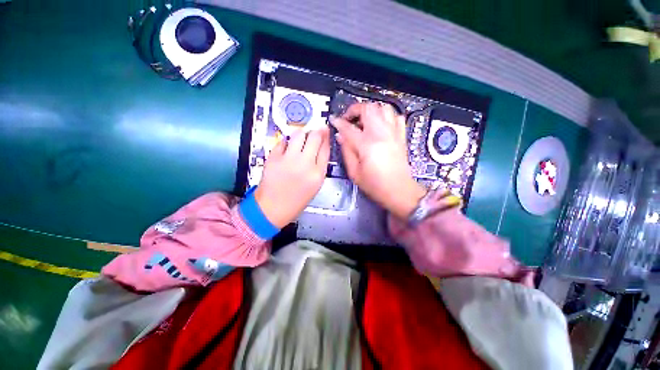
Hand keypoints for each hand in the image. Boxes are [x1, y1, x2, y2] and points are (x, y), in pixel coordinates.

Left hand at [255, 127, 329, 227]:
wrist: (273, 209)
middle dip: (316, 131)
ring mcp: (289, 160)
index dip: (326, 137)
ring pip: (299, 134)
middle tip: (315, 130)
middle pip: (315, 137)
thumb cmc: (295, 201)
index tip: (325, 131)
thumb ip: (319, 167)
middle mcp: (305, 164)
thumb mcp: (314, 186)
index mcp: (318, 174)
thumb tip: (320, 149)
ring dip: (302, 133)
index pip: (326, 148)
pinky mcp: (274, 158)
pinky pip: (283, 142)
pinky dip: (286, 143)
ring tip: (301, 137)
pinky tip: (287, 148)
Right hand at [331, 103, 425, 219]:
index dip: (339, 122)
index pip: (349, 127)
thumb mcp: (354, 172)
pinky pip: (396, 117)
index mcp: (367, 145)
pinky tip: (381, 125)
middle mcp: (381, 134)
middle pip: (368, 108)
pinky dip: (387, 116)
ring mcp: (393, 133)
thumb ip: (346, 151)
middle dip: (355, 109)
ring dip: (372, 110)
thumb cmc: (375, 184)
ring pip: (384, 108)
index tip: (333, 120)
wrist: (398, 190)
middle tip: (349, 119)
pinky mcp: (401, 136)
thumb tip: (341, 136)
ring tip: (364, 120)